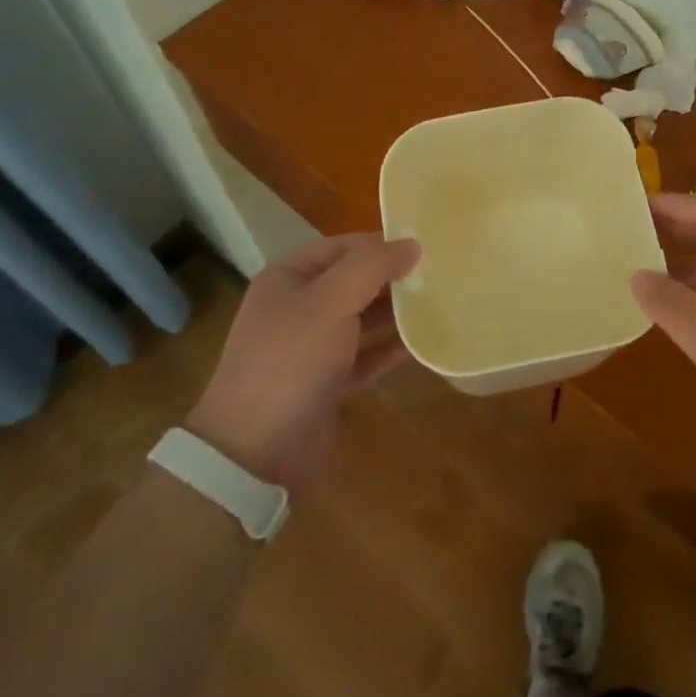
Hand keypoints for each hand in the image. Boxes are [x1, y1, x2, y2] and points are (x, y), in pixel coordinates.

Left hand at [188, 234, 419, 489]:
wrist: (256, 452)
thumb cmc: (291, 360)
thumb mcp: (331, 301)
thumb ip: (372, 267)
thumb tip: (411, 244)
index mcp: (288, 278)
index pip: (342, 247)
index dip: (381, 244)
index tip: (425, 247)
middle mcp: (297, 308)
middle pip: (353, 281)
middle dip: (392, 278)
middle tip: (439, 276)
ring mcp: (310, 348)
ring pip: (361, 319)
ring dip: (395, 313)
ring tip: (438, 305)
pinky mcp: (325, 383)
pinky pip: (364, 356)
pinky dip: (388, 350)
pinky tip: (419, 345)